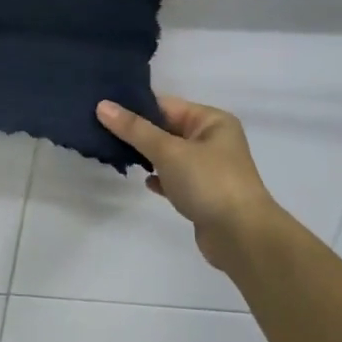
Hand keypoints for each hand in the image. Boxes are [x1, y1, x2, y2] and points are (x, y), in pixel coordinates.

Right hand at [97, 95, 277, 269]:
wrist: (241, 236)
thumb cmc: (208, 182)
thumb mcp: (168, 151)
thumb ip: (134, 129)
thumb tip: (102, 105)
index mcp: (212, 121)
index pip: (166, 105)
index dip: (135, 107)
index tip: (102, 109)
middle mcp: (213, 140)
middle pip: (166, 129)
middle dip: (137, 133)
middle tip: (99, 131)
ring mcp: (209, 168)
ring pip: (169, 155)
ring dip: (146, 156)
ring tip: (113, 154)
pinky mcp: (203, 193)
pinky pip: (174, 178)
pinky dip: (159, 178)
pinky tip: (145, 182)